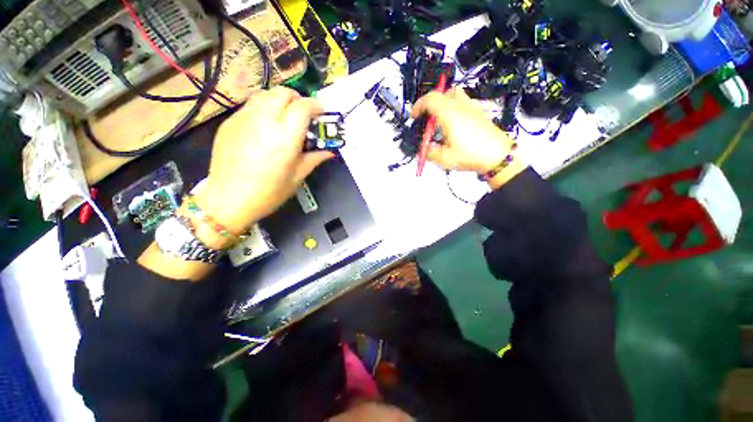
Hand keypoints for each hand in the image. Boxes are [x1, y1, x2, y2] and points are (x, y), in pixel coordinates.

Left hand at [197, 87, 332, 236]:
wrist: (228, 200)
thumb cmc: (269, 192)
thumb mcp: (297, 177)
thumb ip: (314, 159)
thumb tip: (329, 152)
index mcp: (285, 137)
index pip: (303, 107)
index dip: (315, 106)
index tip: (321, 112)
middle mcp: (264, 121)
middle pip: (283, 93)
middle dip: (297, 98)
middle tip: (303, 113)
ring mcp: (243, 119)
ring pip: (265, 94)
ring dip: (279, 100)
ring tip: (284, 115)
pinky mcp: (229, 123)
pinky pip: (250, 106)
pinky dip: (263, 108)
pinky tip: (265, 126)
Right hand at [411, 88, 521, 176]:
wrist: (499, 156)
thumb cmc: (471, 156)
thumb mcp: (445, 159)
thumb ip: (430, 153)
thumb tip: (424, 150)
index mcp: (450, 115)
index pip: (430, 99)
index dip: (418, 106)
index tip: (413, 117)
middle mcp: (461, 106)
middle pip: (442, 94)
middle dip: (429, 104)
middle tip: (426, 119)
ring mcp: (472, 108)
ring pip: (454, 95)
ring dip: (442, 103)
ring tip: (439, 120)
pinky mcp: (479, 113)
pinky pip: (463, 102)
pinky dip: (453, 107)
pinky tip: (454, 124)